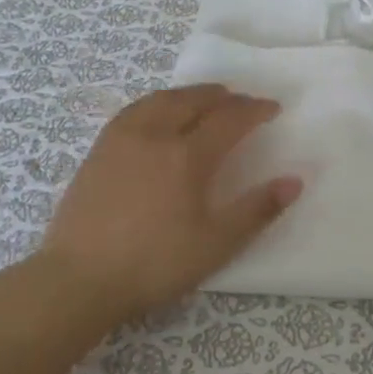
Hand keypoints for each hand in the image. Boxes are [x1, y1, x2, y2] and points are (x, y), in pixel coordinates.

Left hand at [37, 85, 301, 318]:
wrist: (79, 279)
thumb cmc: (154, 264)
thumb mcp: (215, 244)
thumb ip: (256, 210)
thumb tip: (294, 181)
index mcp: (187, 156)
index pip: (229, 119)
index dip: (255, 110)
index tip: (273, 108)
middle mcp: (155, 135)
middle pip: (194, 100)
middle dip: (223, 96)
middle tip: (242, 100)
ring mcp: (122, 139)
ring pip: (161, 99)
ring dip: (190, 94)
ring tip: (205, 99)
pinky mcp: (99, 150)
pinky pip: (135, 110)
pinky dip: (158, 102)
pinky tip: (158, 114)